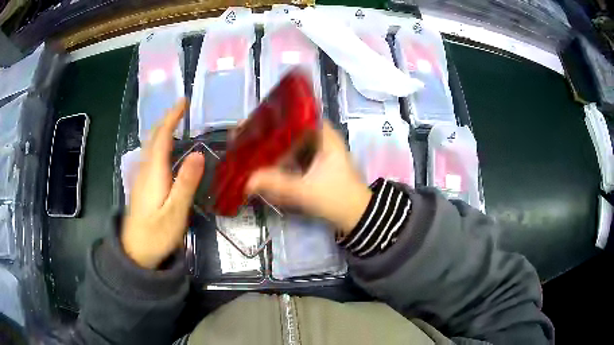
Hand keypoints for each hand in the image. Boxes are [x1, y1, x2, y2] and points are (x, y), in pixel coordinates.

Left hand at [121, 99, 204, 268]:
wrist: (135, 254)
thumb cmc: (156, 235)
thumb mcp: (175, 212)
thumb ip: (186, 183)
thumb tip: (199, 153)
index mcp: (153, 173)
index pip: (161, 137)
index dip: (171, 117)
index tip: (183, 101)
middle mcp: (145, 170)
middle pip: (153, 138)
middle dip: (166, 120)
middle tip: (181, 108)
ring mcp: (141, 178)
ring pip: (150, 146)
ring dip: (162, 130)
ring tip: (176, 122)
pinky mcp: (142, 187)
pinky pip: (150, 156)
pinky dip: (159, 144)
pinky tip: (165, 149)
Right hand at [246, 120, 371, 236]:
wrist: (357, 216)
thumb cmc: (337, 198)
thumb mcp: (305, 191)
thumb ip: (276, 185)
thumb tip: (247, 181)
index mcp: (325, 135)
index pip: (298, 114)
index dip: (275, 115)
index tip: (253, 120)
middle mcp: (322, 138)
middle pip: (290, 128)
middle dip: (268, 132)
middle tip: (244, 135)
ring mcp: (319, 152)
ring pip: (291, 142)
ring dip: (273, 145)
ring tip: (249, 146)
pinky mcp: (316, 165)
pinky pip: (294, 155)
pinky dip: (280, 158)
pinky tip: (264, 162)